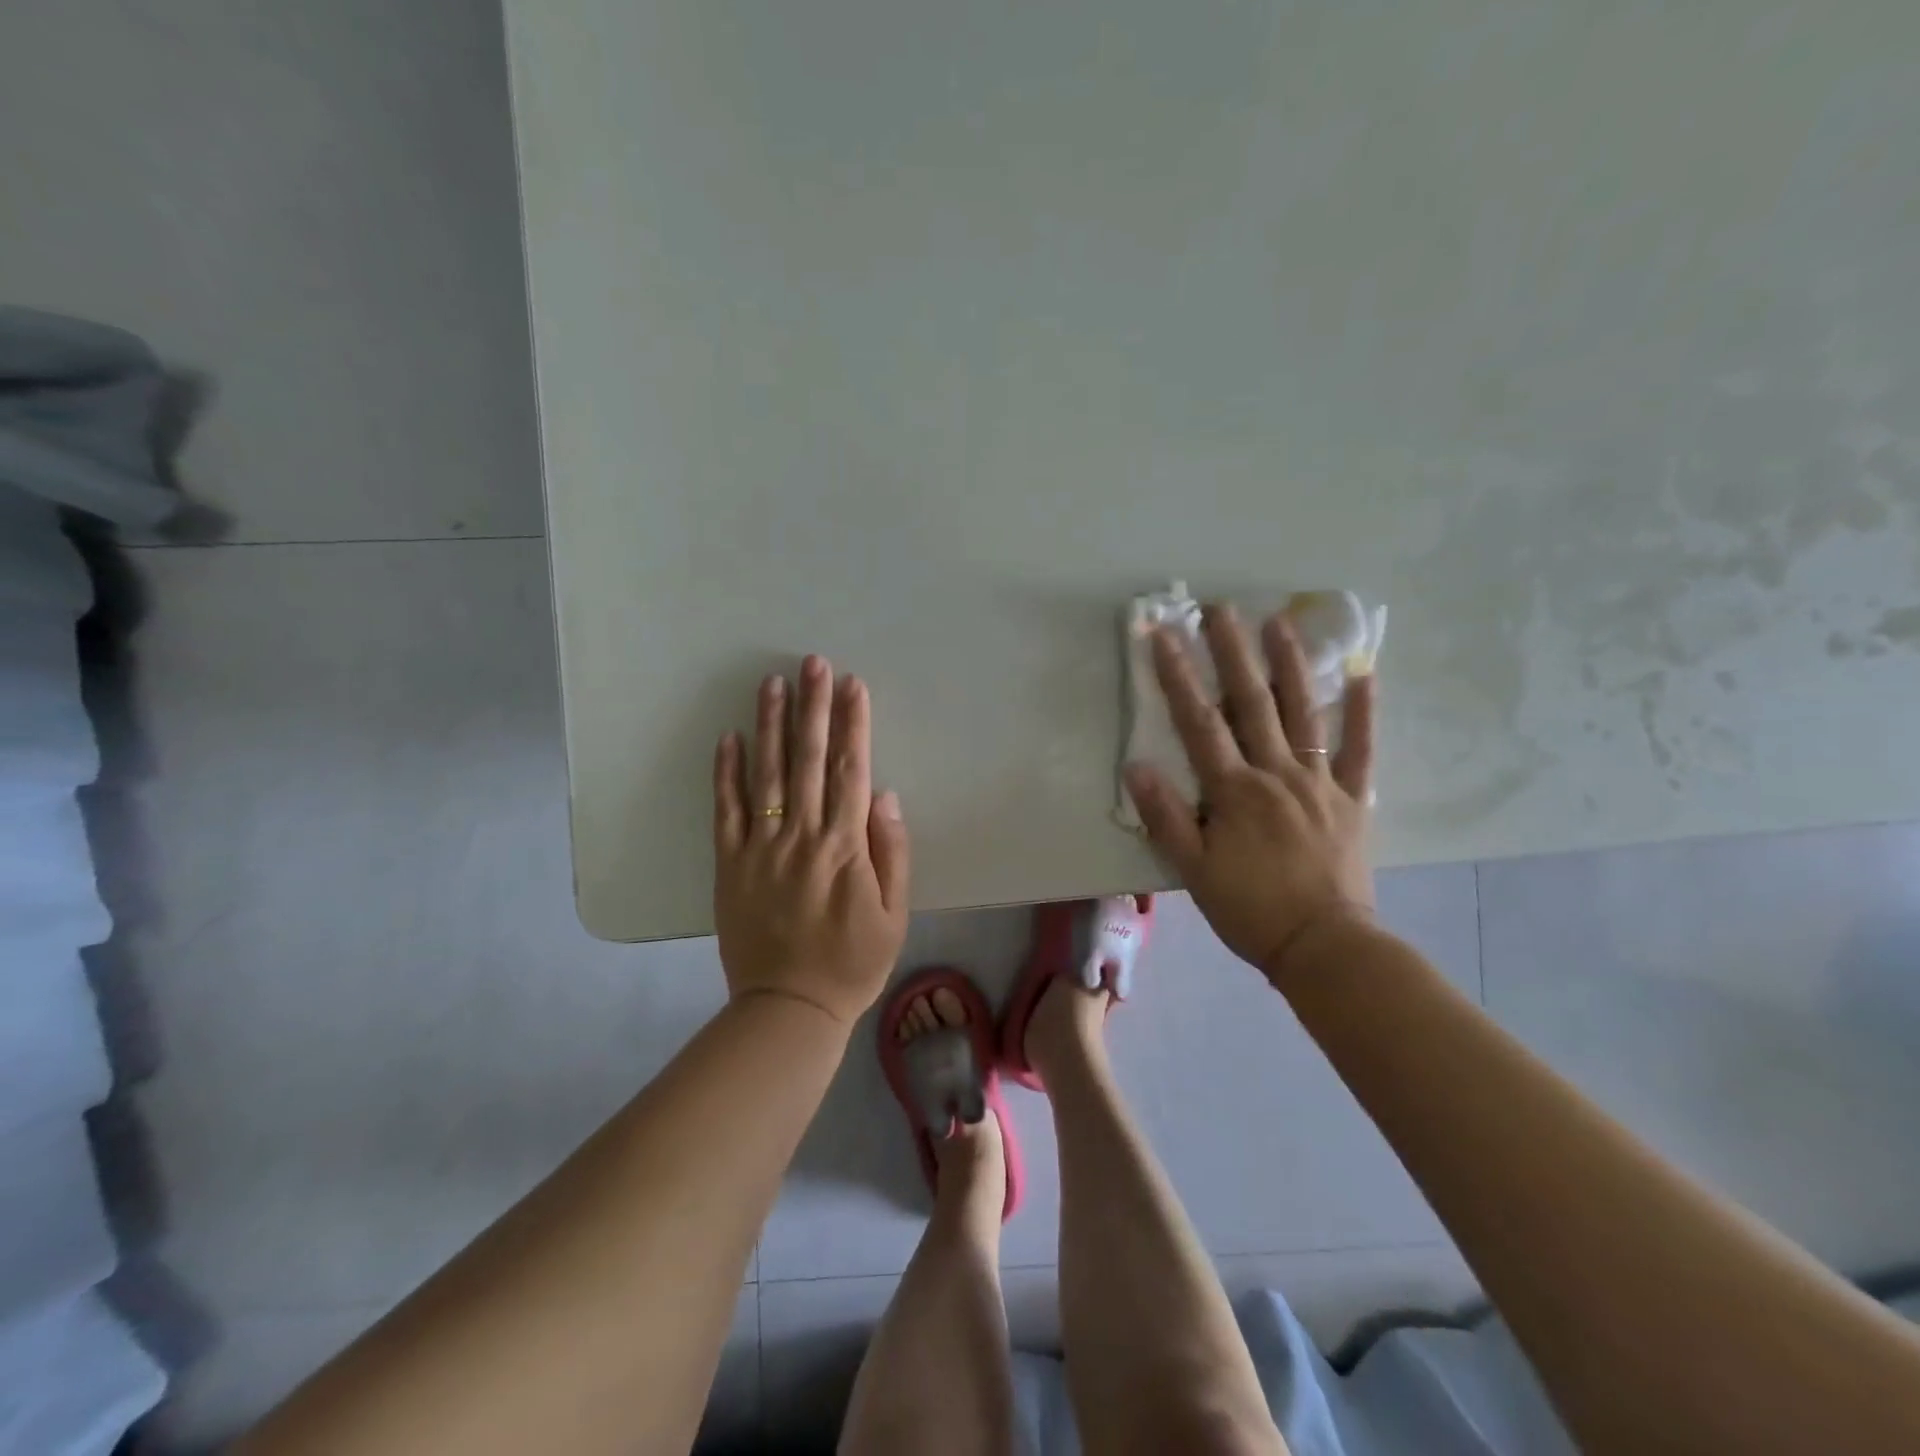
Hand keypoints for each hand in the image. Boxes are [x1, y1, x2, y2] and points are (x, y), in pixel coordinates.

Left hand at [713, 655, 910, 1026]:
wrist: (789, 1008)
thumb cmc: (853, 962)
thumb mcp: (895, 914)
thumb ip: (892, 852)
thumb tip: (883, 795)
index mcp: (846, 846)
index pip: (851, 770)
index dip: (853, 724)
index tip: (852, 684)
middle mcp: (803, 836)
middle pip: (810, 760)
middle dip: (813, 707)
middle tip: (812, 662)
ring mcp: (762, 848)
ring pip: (766, 774)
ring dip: (770, 725)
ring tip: (772, 683)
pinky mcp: (731, 864)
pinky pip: (726, 811)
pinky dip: (726, 773)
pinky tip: (729, 738)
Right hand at [1122, 605, 1374, 987]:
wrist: (1324, 947)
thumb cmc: (1250, 909)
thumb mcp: (1193, 870)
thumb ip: (1166, 816)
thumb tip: (1136, 766)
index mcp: (1234, 790)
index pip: (1199, 722)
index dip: (1178, 675)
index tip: (1162, 635)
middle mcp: (1276, 774)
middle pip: (1251, 703)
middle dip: (1232, 652)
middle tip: (1221, 608)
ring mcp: (1319, 782)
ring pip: (1303, 712)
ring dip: (1290, 664)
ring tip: (1280, 621)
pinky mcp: (1352, 799)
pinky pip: (1360, 749)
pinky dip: (1363, 711)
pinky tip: (1364, 673)